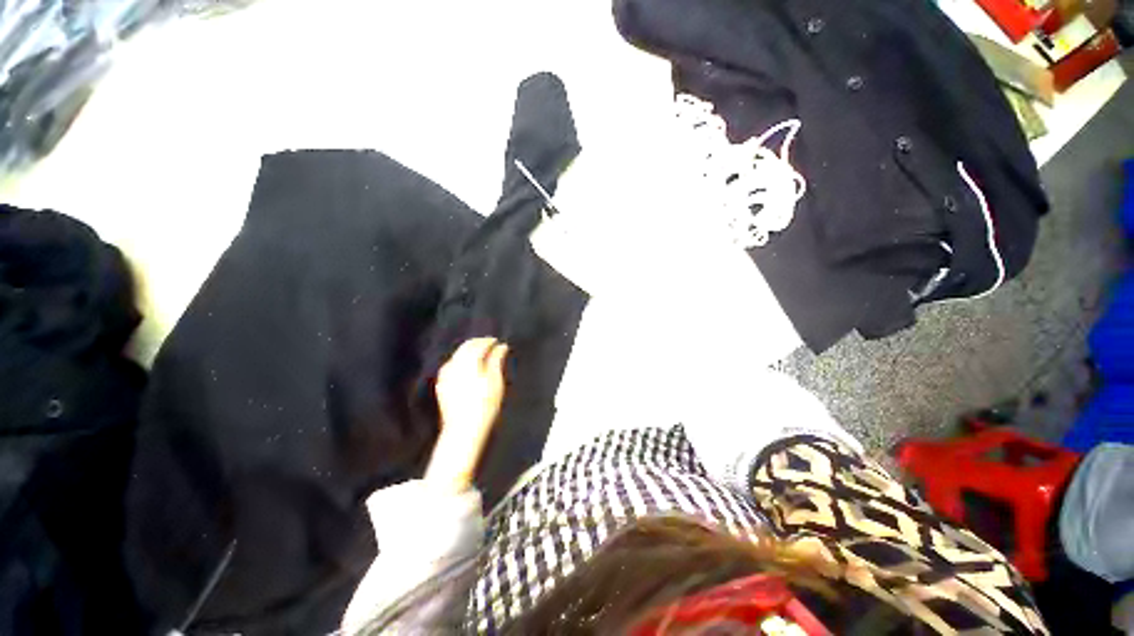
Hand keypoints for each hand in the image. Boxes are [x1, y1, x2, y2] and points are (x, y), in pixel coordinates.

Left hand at [426, 338, 508, 491]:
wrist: (464, 428)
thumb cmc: (485, 404)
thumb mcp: (495, 380)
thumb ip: (496, 360)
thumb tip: (501, 346)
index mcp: (468, 361)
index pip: (478, 344)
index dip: (489, 341)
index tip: (498, 342)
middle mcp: (454, 364)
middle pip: (465, 347)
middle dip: (478, 344)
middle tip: (491, 346)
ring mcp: (445, 374)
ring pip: (457, 355)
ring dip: (469, 351)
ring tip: (482, 355)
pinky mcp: (441, 383)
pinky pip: (452, 364)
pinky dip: (461, 361)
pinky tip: (468, 367)